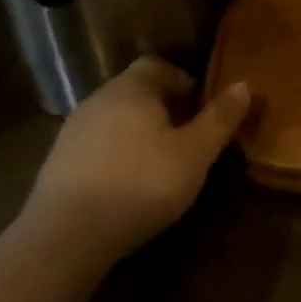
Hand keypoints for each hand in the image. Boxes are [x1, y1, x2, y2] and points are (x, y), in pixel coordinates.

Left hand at [23, 57, 250, 264]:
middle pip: (135, 91)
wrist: (66, 236)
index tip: (200, 108)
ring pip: (113, 118)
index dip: (182, 81)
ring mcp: (72, 130)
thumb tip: (244, 85)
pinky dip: (114, 155)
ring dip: (136, 132)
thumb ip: (219, 118)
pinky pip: (95, 145)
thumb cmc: (141, 184)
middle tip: (185, 136)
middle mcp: (99, 99)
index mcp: (132, 88)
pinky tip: (125, 184)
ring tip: (158, 162)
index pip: (158, 65)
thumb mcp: (194, 154)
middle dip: (162, 108)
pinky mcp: (56, 163)